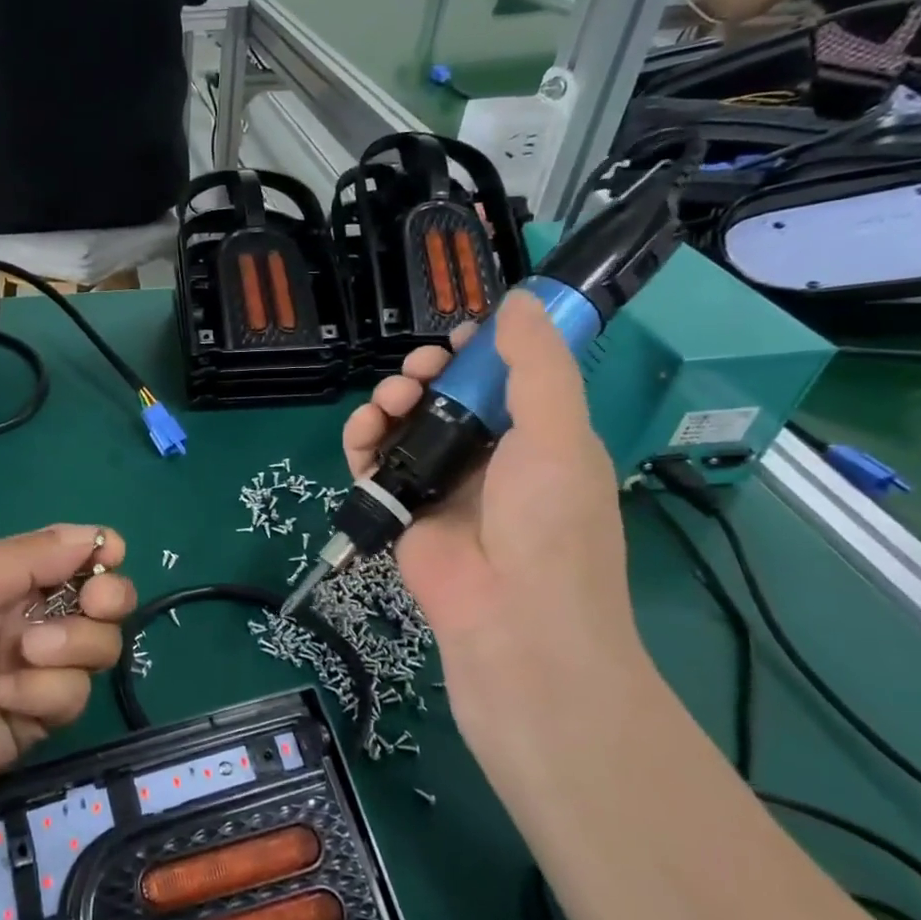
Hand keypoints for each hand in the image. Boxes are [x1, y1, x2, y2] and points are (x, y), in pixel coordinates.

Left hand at [0, 525, 134, 822]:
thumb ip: (29, 557)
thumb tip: (97, 537)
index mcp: (15, 578)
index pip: (78, 556)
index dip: (101, 553)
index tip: (107, 556)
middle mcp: (37, 618)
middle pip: (107, 602)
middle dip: (110, 598)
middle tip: (93, 603)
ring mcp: (42, 669)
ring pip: (101, 648)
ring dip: (70, 647)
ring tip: (23, 654)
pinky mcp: (41, 716)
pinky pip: (74, 696)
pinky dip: (42, 694)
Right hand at [341, 296, 642, 739]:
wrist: (513, 619)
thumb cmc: (548, 521)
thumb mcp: (557, 432)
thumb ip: (537, 364)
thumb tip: (518, 300)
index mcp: (535, 437)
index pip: (502, 379)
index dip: (478, 353)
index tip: (457, 339)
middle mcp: (487, 456)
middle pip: (445, 396)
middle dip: (426, 373)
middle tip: (418, 371)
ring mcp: (440, 482)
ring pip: (404, 423)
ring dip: (391, 400)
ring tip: (391, 401)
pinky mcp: (400, 506)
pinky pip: (373, 460)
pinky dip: (362, 439)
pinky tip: (365, 430)